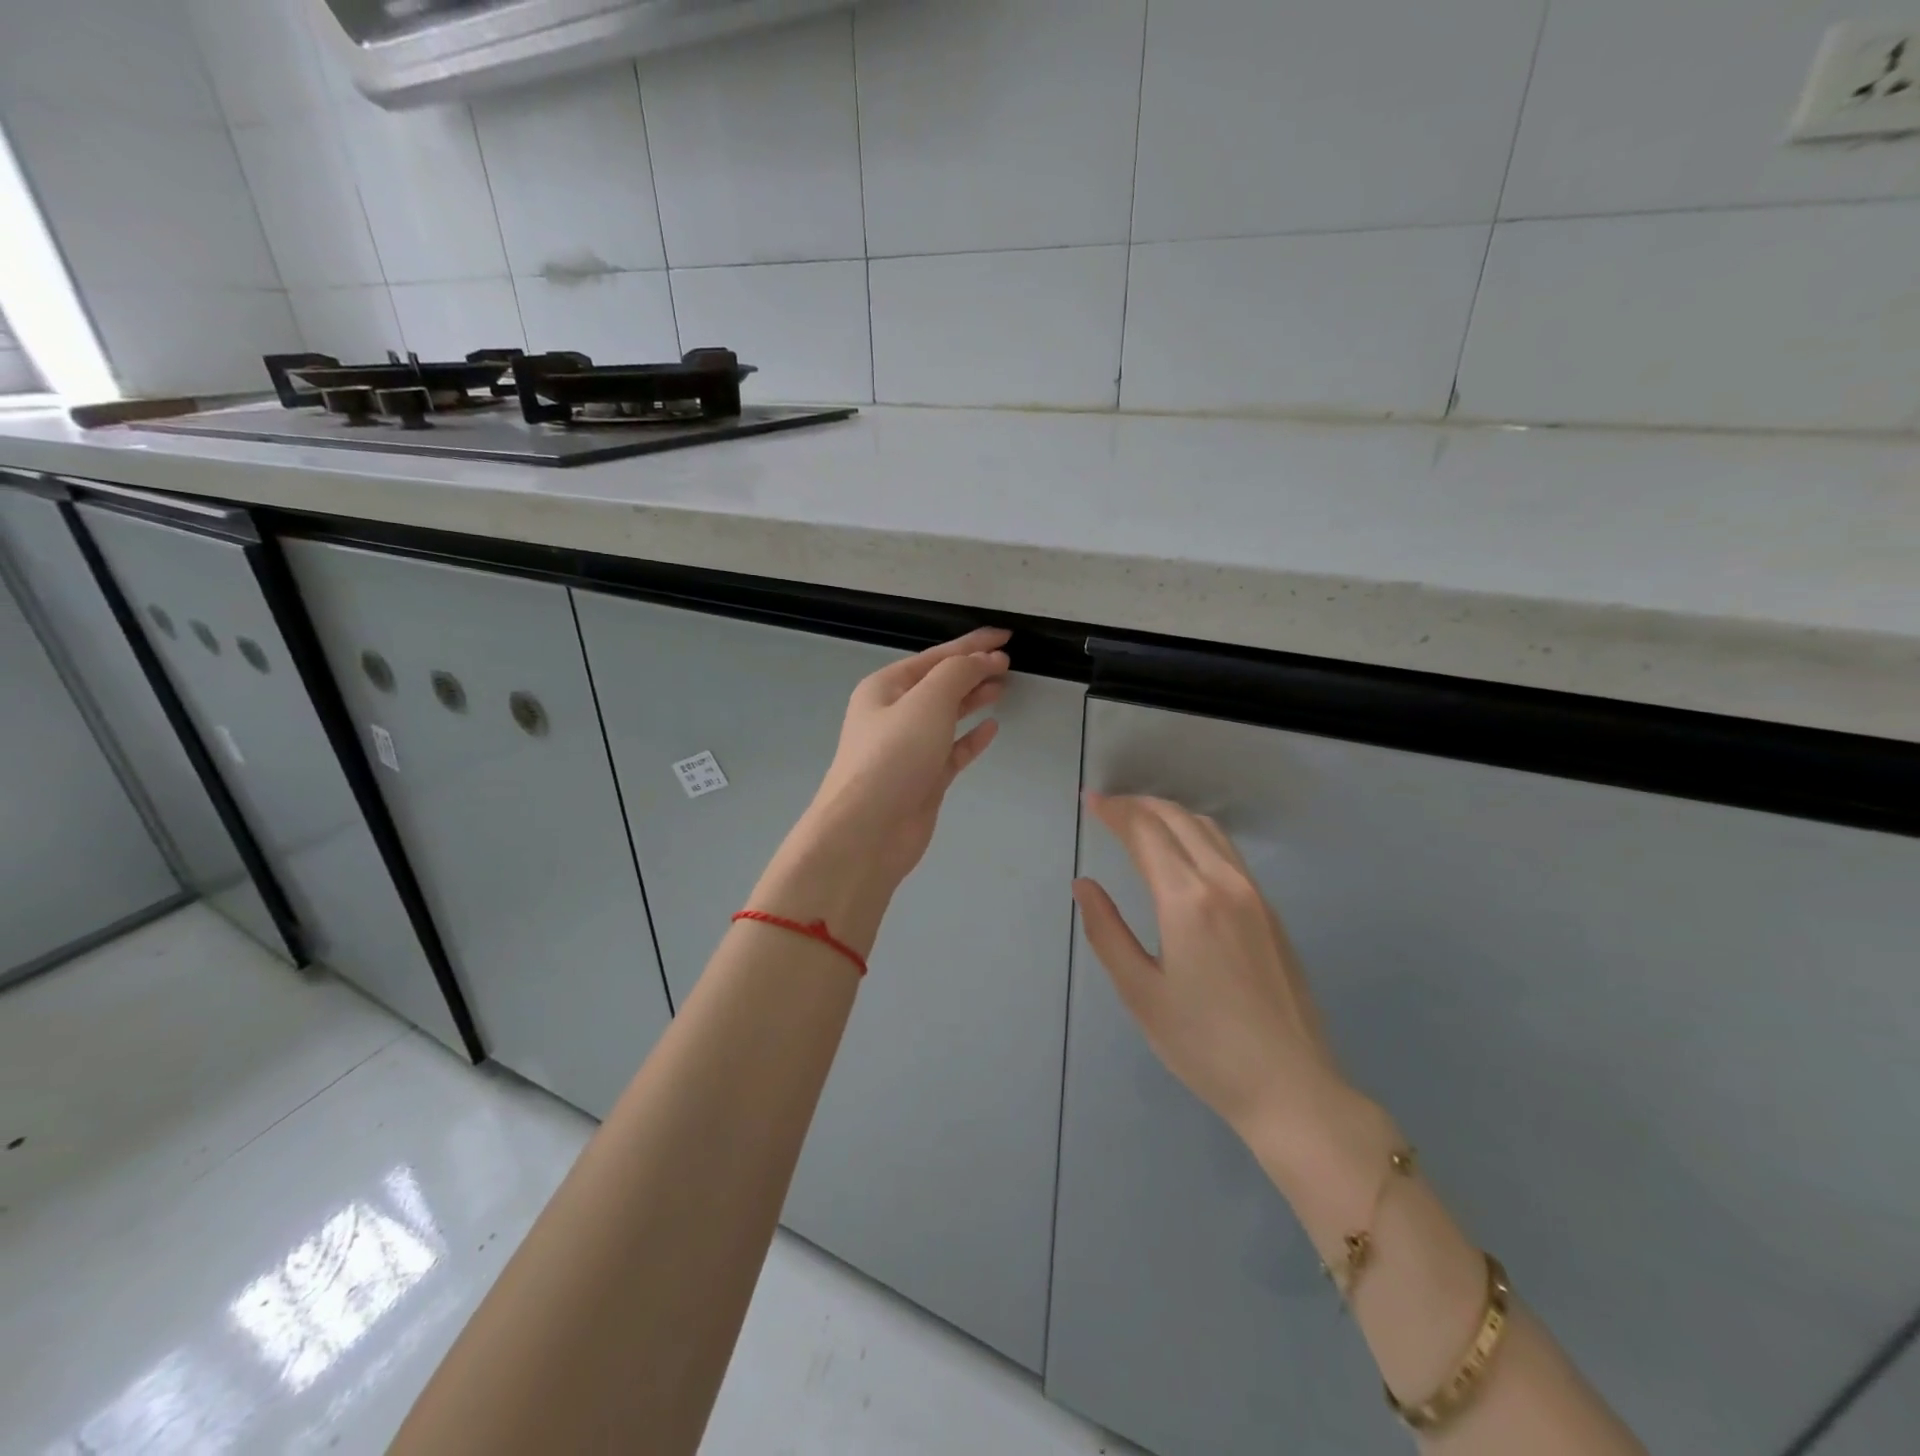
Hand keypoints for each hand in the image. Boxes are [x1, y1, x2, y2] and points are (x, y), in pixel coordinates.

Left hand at [797, 627, 1010, 891]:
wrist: (868, 830)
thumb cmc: (894, 756)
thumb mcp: (927, 702)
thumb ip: (958, 674)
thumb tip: (984, 660)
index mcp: (885, 688)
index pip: (935, 657)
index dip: (972, 644)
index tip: (1006, 636)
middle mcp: (894, 714)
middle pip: (940, 683)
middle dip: (973, 670)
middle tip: (1009, 663)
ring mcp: (909, 748)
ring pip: (947, 715)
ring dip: (974, 699)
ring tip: (1004, 687)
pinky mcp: (923, 778)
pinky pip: (952, 749)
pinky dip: (971, 737)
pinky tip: (992, 727)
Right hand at [1073, 794, 1352, 1144]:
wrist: (1291, 1087)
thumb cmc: (1204, 1045)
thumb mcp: (1140, 992)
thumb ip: (1107, 932)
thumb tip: (1084, 885)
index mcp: (1187, 900)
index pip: (1146, 832)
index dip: (1115, 811)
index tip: (1089, 801)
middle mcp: (1225, 884)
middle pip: (1179, 819)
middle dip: (1140, 805)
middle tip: (1108, 806)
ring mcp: (1255, 895)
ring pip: (1209, 831)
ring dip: (1171, 815)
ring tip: (1140, 820)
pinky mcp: (1271, 912)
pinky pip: (1229, 852)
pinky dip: (1196, 834)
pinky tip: (1182, 853)